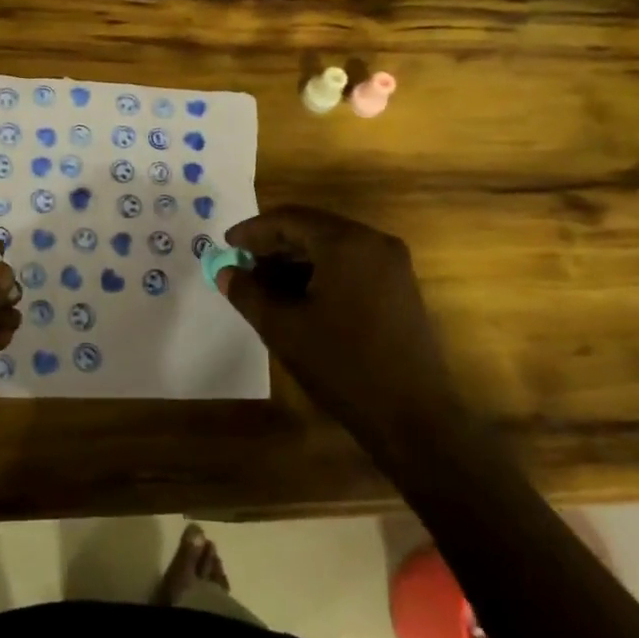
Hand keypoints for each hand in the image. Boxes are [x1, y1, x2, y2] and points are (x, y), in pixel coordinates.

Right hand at [220, 206, 462, 434]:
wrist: (413, 418)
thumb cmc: (342, 365)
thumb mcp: (283, 328)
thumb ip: (248, 293)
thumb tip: (225, 272)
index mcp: (346, 243)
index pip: (289, 219)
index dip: (253, 230)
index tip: (226, 244)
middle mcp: (373, 241)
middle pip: (312, 228)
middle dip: (274, 245)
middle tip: (242, 264)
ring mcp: (392, 264)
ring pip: (331, 246)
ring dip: (296, 259)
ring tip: (265, 284)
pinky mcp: (400, 286)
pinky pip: (351, 264)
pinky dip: (321, 271)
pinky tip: (299, 296)